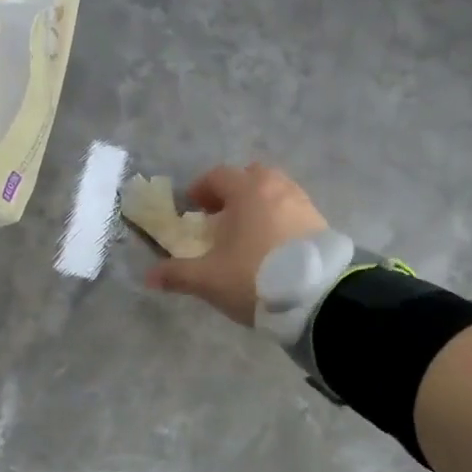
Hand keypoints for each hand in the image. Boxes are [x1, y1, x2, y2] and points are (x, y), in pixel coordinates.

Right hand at [146, 164, 327, 324]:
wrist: (319, 296)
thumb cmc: (256, 277)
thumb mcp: (209, 280)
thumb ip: (178, 274)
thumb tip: (149, 276)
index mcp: (247, 191)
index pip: (218, 176)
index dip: (201, 189)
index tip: (192, 207)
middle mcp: (277, 188)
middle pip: (251, 176)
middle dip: (234, 191)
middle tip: (221, 216)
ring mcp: (303, 203)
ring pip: (275, 191)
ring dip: (259, 204)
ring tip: (248, 232)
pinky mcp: (322, 222)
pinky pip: (293, 209)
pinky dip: (279, 218)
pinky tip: (273, 245)